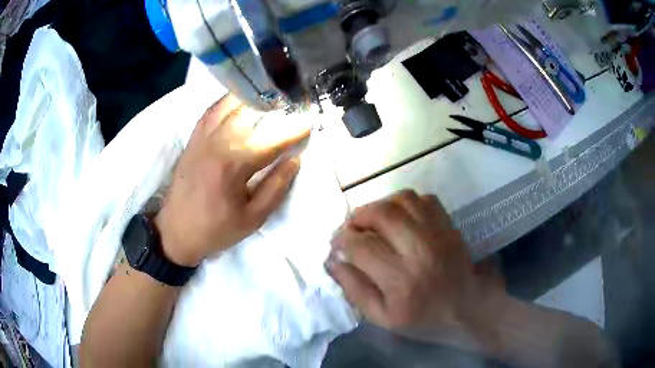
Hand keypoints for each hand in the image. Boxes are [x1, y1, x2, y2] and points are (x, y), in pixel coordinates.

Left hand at [154, 94, 309, 266]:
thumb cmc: (215, 229)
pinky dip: (229, 101)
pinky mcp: (193, 138)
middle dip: (276, 107)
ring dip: (254, 98)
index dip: (294, 130)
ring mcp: (202, 137)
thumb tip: (294, 160)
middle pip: (251, 113)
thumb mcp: (252, 219)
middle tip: (294, 106)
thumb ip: (275, 188)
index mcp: (233, 165)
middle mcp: (217, 143)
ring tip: (272, 99)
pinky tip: (241, 102)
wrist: (175, 231)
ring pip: (230, 104)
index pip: (271, 139)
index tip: (310, 121)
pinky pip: (212, 110)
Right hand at [327, 190, 505, 337]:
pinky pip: (423, 199)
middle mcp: (419, 251)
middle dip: (357, 216)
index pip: (362, 247)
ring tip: (373, 219)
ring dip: (380, 205)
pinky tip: (400, 216)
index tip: (338, 242)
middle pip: (381, 214)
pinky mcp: (449, 225)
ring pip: (402, 200)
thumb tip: (334, 262)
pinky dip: (405, 202)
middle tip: (352, 226)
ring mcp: (438, 233)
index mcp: (400, 281)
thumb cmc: (424, 316)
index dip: (343, 240)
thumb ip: (356, 291)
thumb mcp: (384, 318)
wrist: (468, 305)